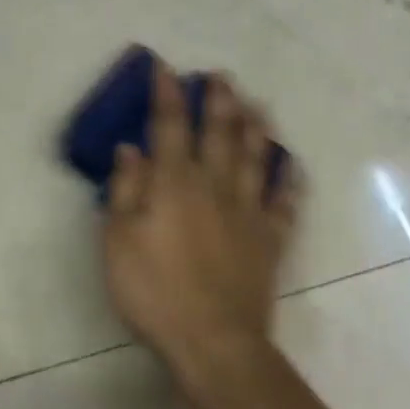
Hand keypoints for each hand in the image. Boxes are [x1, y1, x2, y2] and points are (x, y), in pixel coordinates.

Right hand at [103, 63, 300, 381]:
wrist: (213, 340)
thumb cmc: (154, 289)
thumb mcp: (118, 239)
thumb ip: (124, 189)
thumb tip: (130, 148)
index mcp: (174, 182)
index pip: (169, 125)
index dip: (166, 94)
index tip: (165, 68)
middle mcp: (214, 186)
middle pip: (219, 133)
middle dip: (218, 100)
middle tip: (221, 76)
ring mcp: (247, 212)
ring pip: (255, 158)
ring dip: (256, 127)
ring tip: (258, 104)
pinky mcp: (270, 240)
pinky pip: (284, 202)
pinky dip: (289, 180)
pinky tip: (291, 164)